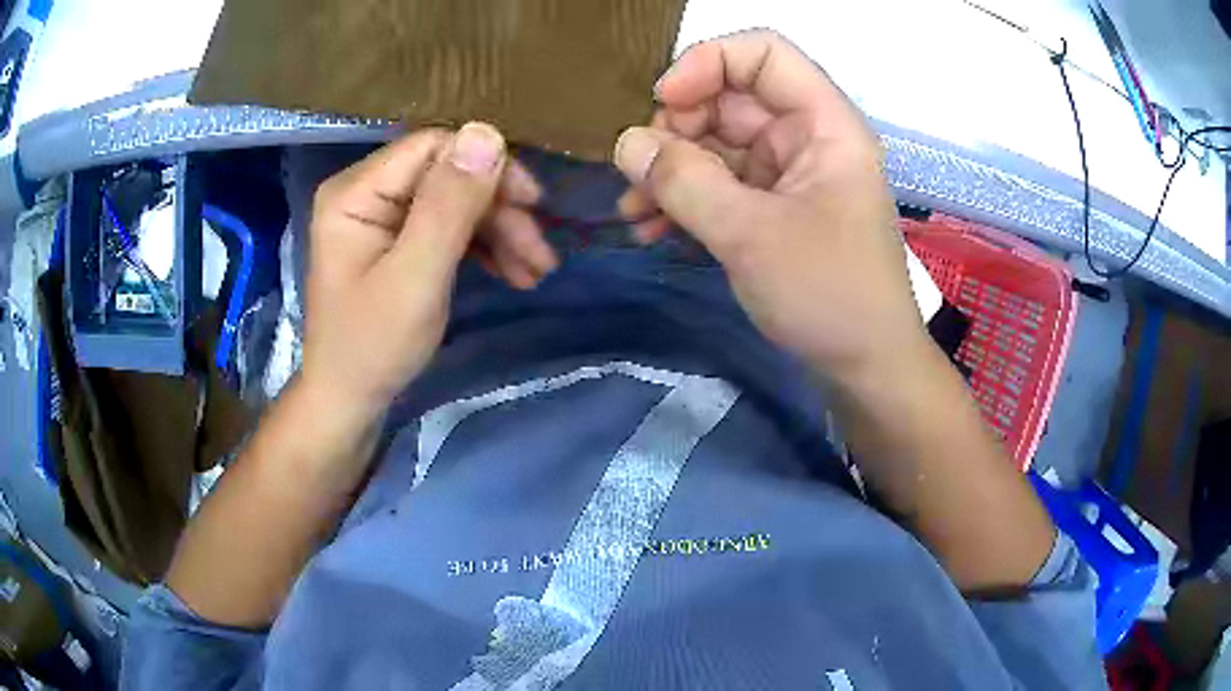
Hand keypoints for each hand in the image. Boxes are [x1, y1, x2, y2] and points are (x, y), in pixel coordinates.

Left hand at [303, 123, 551, 415]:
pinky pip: (448, 227)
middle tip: (541, 254)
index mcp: (356, 191)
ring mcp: (382, 217)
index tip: (533, 204)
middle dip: (499, 210)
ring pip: (455, 202)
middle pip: (448, 175)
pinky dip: (483, 247)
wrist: (350, 401)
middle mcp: (367, 192)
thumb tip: (487, 132)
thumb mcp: (415, 277)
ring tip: (536, 271)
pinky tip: (513, 271)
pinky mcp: (397, 240)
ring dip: (500, 231)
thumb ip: (449, 206)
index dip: (487, 167)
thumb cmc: (373, 346)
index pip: (433, 148)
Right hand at [614, 30, 927, 381]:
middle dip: (676, 130)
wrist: (865, 369)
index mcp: (824, 123)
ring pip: (717, 145)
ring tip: (634, 212)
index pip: (762, 53)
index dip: (707, 63)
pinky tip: (653, 230)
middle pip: (730, 99)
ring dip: (670, 172)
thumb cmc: (829, 295)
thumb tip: (626, 142)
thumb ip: (684, 181)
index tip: (662, 104)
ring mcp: (790, 175)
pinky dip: (686, 201)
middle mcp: (807, 138)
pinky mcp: (775, 209)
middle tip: (640, 175)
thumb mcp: (751, 235)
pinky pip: (722, 185)